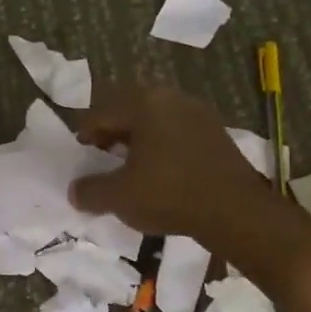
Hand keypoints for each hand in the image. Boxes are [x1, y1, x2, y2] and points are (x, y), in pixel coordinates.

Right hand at [70, 83, 297, 258]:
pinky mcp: (218, 133)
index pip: (102, 113)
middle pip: (130, 112)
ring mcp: (200, 114)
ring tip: (129, 165)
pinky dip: (162, 147)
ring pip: (156, 122)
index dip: (85, 133)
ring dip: (138, 140)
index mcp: (144, 103)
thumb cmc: (169, 194)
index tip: (79, 152)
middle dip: (113, 133)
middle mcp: (172, 98)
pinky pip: (177, 133)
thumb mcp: (118, 196)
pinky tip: (159, 171)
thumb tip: (74, 191)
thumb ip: (90, 190)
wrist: (236, 213)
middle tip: (101, 155)